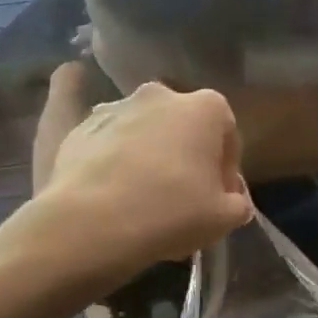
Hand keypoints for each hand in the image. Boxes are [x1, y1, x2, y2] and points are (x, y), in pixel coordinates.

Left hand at [31, 67, 252, 271]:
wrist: (92, 223)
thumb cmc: (172, 212)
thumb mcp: (225, 218)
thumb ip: (238, 204)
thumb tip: (231, 200)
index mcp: (206, 108)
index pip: (227, 135)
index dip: (226, 169)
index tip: (218, 198)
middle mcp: (161, 95)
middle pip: (183, 126)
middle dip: (186, 155)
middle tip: (183, 195)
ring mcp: (116, 106)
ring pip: (144, 131)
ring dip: (149, 155)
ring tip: (144, 196)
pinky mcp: (79, 126)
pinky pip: (108, 140)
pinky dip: (115, 157)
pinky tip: (114, 190)